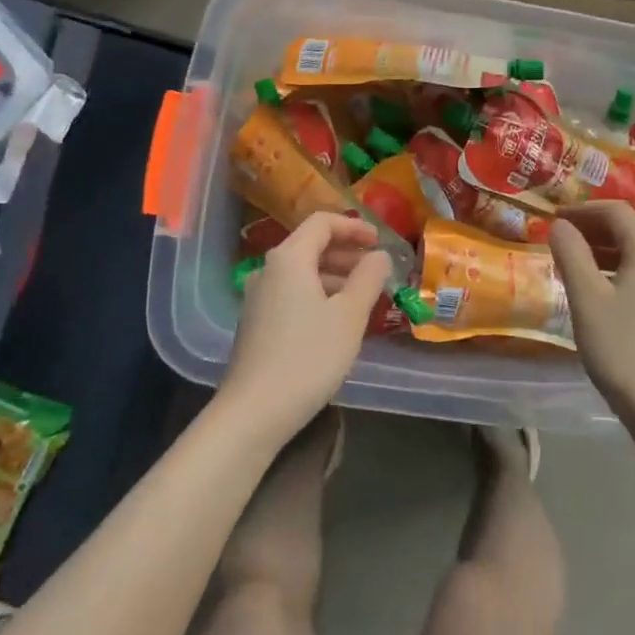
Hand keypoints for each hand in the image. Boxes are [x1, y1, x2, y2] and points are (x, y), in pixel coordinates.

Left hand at [222, 212, 390, 443]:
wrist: (254, 411)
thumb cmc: (308, 356)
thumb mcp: (349, 315)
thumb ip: (368, 278)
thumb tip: (379, 255)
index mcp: (289, 258)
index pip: (322, 223)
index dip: (354, 227)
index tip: (380, 242)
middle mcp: (268, 270)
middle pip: (310, 246)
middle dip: (346, 253)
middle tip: (376, 271)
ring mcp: (257, 298)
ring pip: (301, 273)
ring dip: (334, 277)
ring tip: (363, 298)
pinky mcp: (256, 324)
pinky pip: (292, 295)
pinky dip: (318, 296)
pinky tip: (336, 322)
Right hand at [549, 201, 634, 436]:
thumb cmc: (623, 348)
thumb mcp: (587, 298)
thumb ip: (571, 254)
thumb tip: (560, 225)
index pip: (616, 211)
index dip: (582, 210)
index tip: (553, 218)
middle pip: (630, 230)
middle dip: (592, 229)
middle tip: (558, 239)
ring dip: (604, 251)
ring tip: (572, 263)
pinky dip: (619, 270)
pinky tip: (598, 290)